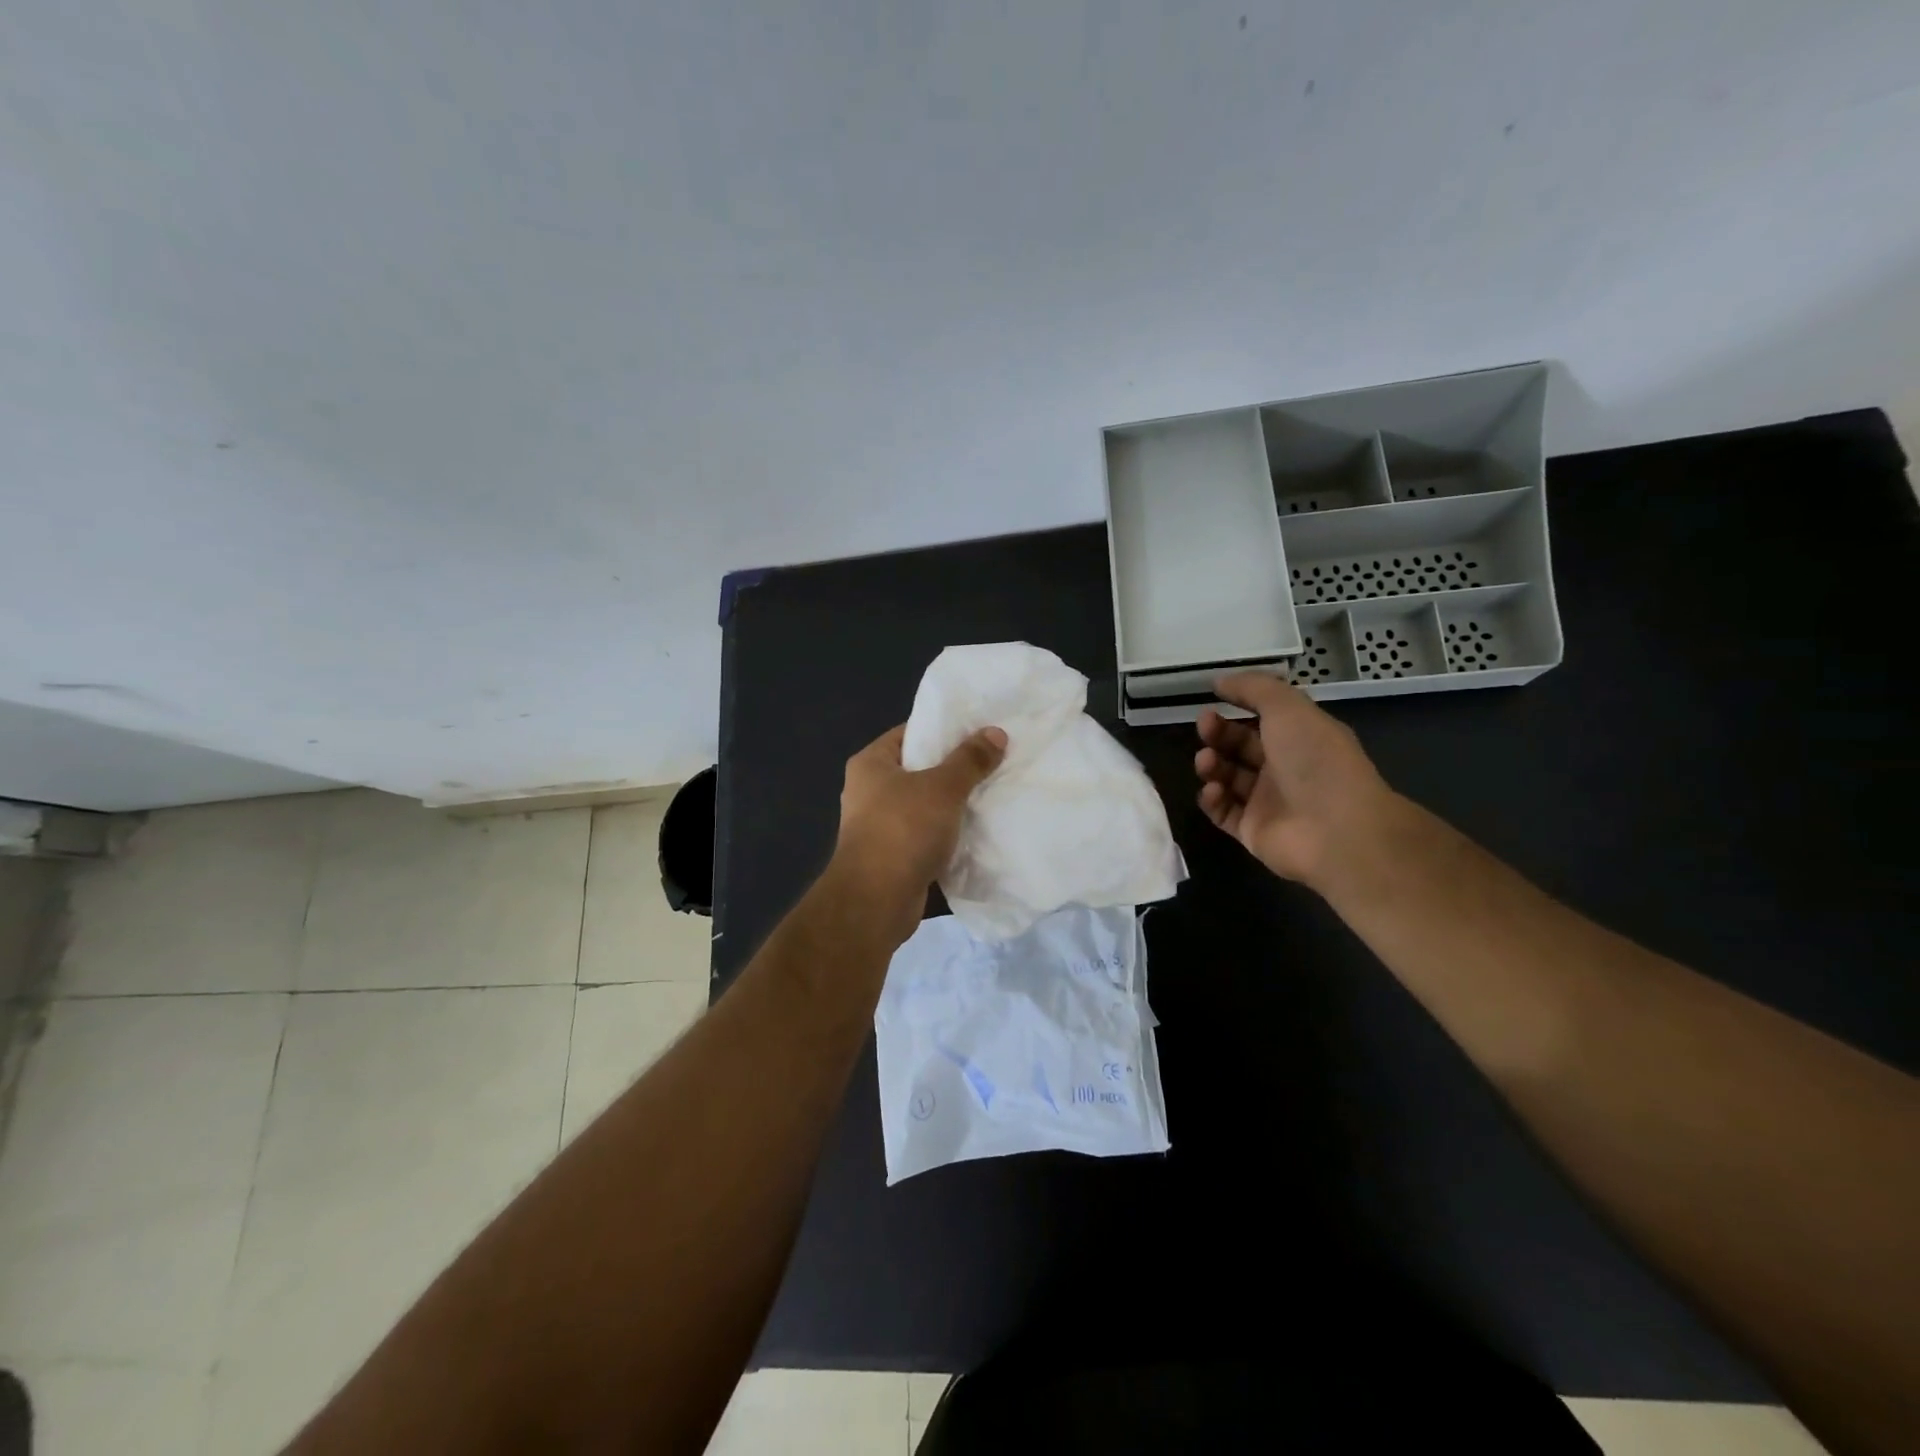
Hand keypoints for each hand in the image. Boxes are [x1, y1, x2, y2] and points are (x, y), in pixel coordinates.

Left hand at [831, 722, 1007, 945]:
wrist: (876, 901)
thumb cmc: (903, 829)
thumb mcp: (943, 787)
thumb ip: (970, 760)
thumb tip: (996, 733)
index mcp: (871, 764)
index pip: (909, 733)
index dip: (943, 730)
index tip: (979, 730)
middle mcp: (869, 792)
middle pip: (920, 770)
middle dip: (955, 770)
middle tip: (994, 762)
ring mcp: (879, 827)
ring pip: (926, 807)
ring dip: (954, 806)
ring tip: (994, 794)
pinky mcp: (893, 858)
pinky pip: (927, 838)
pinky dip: (949, 836)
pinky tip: (980, 832)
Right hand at [1194, 672, 1399, 889]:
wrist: (1335, 830)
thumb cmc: (1315, 761)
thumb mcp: (1288, 708)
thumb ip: (1253, 688)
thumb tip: (1220, 681)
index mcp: (1301, 738)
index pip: (1263, 719)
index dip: (1238, 707)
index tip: (1213, 701)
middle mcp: (1285, 769)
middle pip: (1241, 747)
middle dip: (1219, 734)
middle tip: (1205, 728)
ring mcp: (1268, 802)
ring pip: (1228, 778)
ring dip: (1212, 765)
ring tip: (1206, 762)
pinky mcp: (1252, 831)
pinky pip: (1223, 812)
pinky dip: (1212, 799)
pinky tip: (1213, 790)